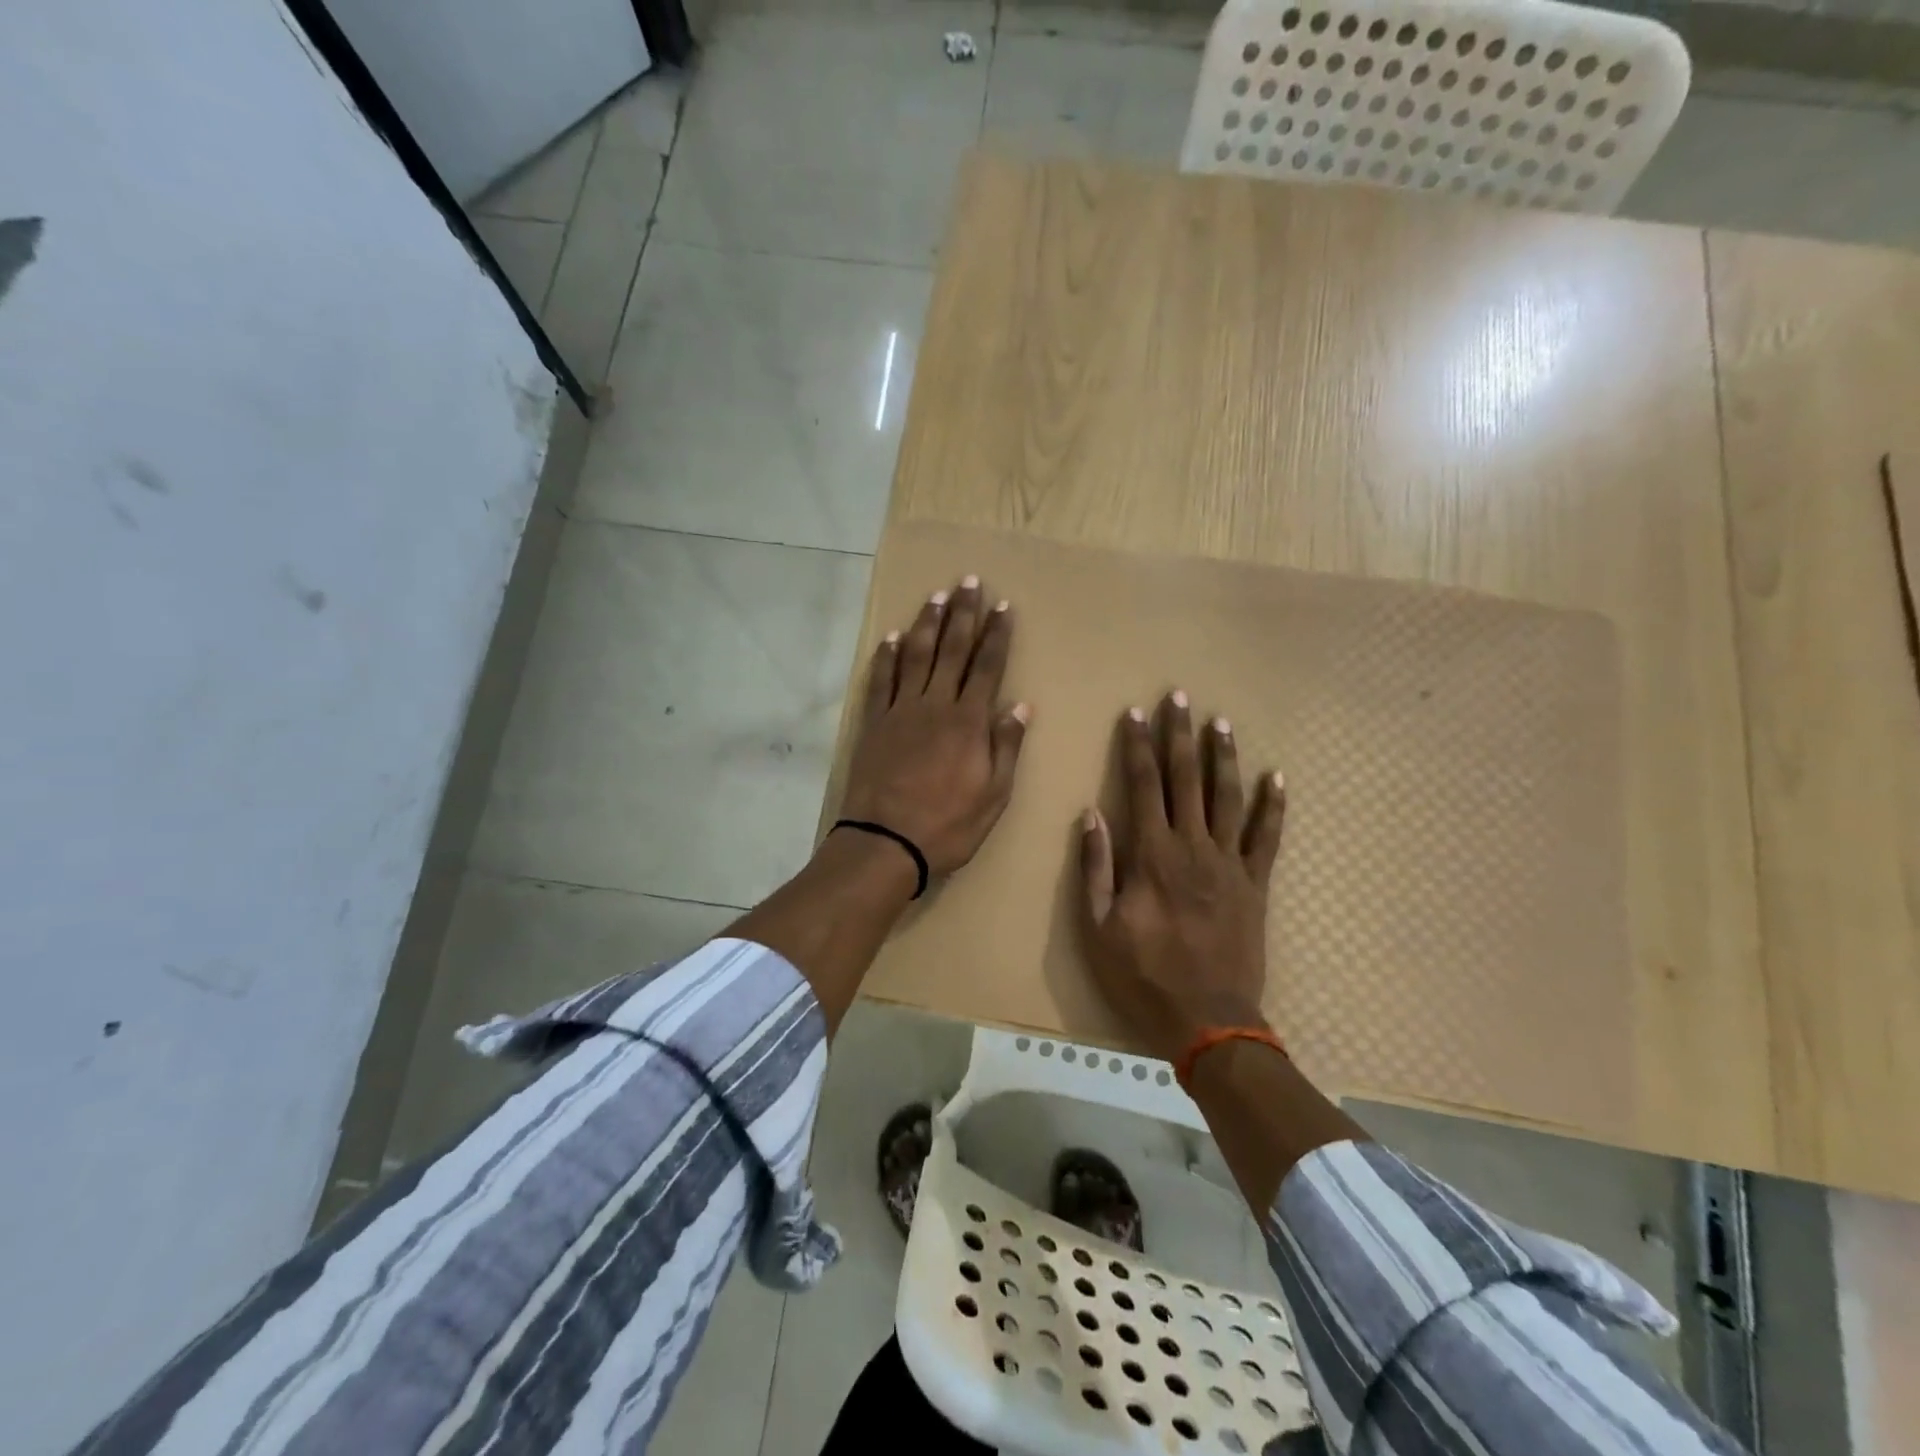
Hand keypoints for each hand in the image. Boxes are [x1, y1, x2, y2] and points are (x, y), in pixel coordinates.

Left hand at [839, 575, 1029, 878]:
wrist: (885, 842)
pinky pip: (881, 681)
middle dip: (963, 614)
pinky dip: (885, 657)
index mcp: (968, 721)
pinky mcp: (874, 724)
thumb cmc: (948, 825)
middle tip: (969, 582)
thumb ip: (1006, 746)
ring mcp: (900, 711)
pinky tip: (890, 638)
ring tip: (936, 597)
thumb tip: (1021, 705)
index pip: (987, 667)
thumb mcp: (994, 795)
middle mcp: (935, 705)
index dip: (996, 635)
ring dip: (927, 624)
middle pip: (951, 650)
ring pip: (915, 656)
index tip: (1003, 606)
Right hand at [1078, 691, 1286, 1063]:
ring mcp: (1229, 863)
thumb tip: (1091, 814)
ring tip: (1220, 722)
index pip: (1143, 785)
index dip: (1138, 746)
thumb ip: (1096, 867)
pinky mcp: (1256, 883)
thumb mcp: (1099, 926)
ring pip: (1227, 797)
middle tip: (1180, 698)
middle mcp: (1193, 847)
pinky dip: (1273, 806)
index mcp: (1152, 854)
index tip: (1136, 713)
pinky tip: (1275, 778)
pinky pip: (1267, 837)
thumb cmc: (1144, 974)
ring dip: (1223, 757)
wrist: (1208, 1020)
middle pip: (1186, 779)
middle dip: (1180, 735)